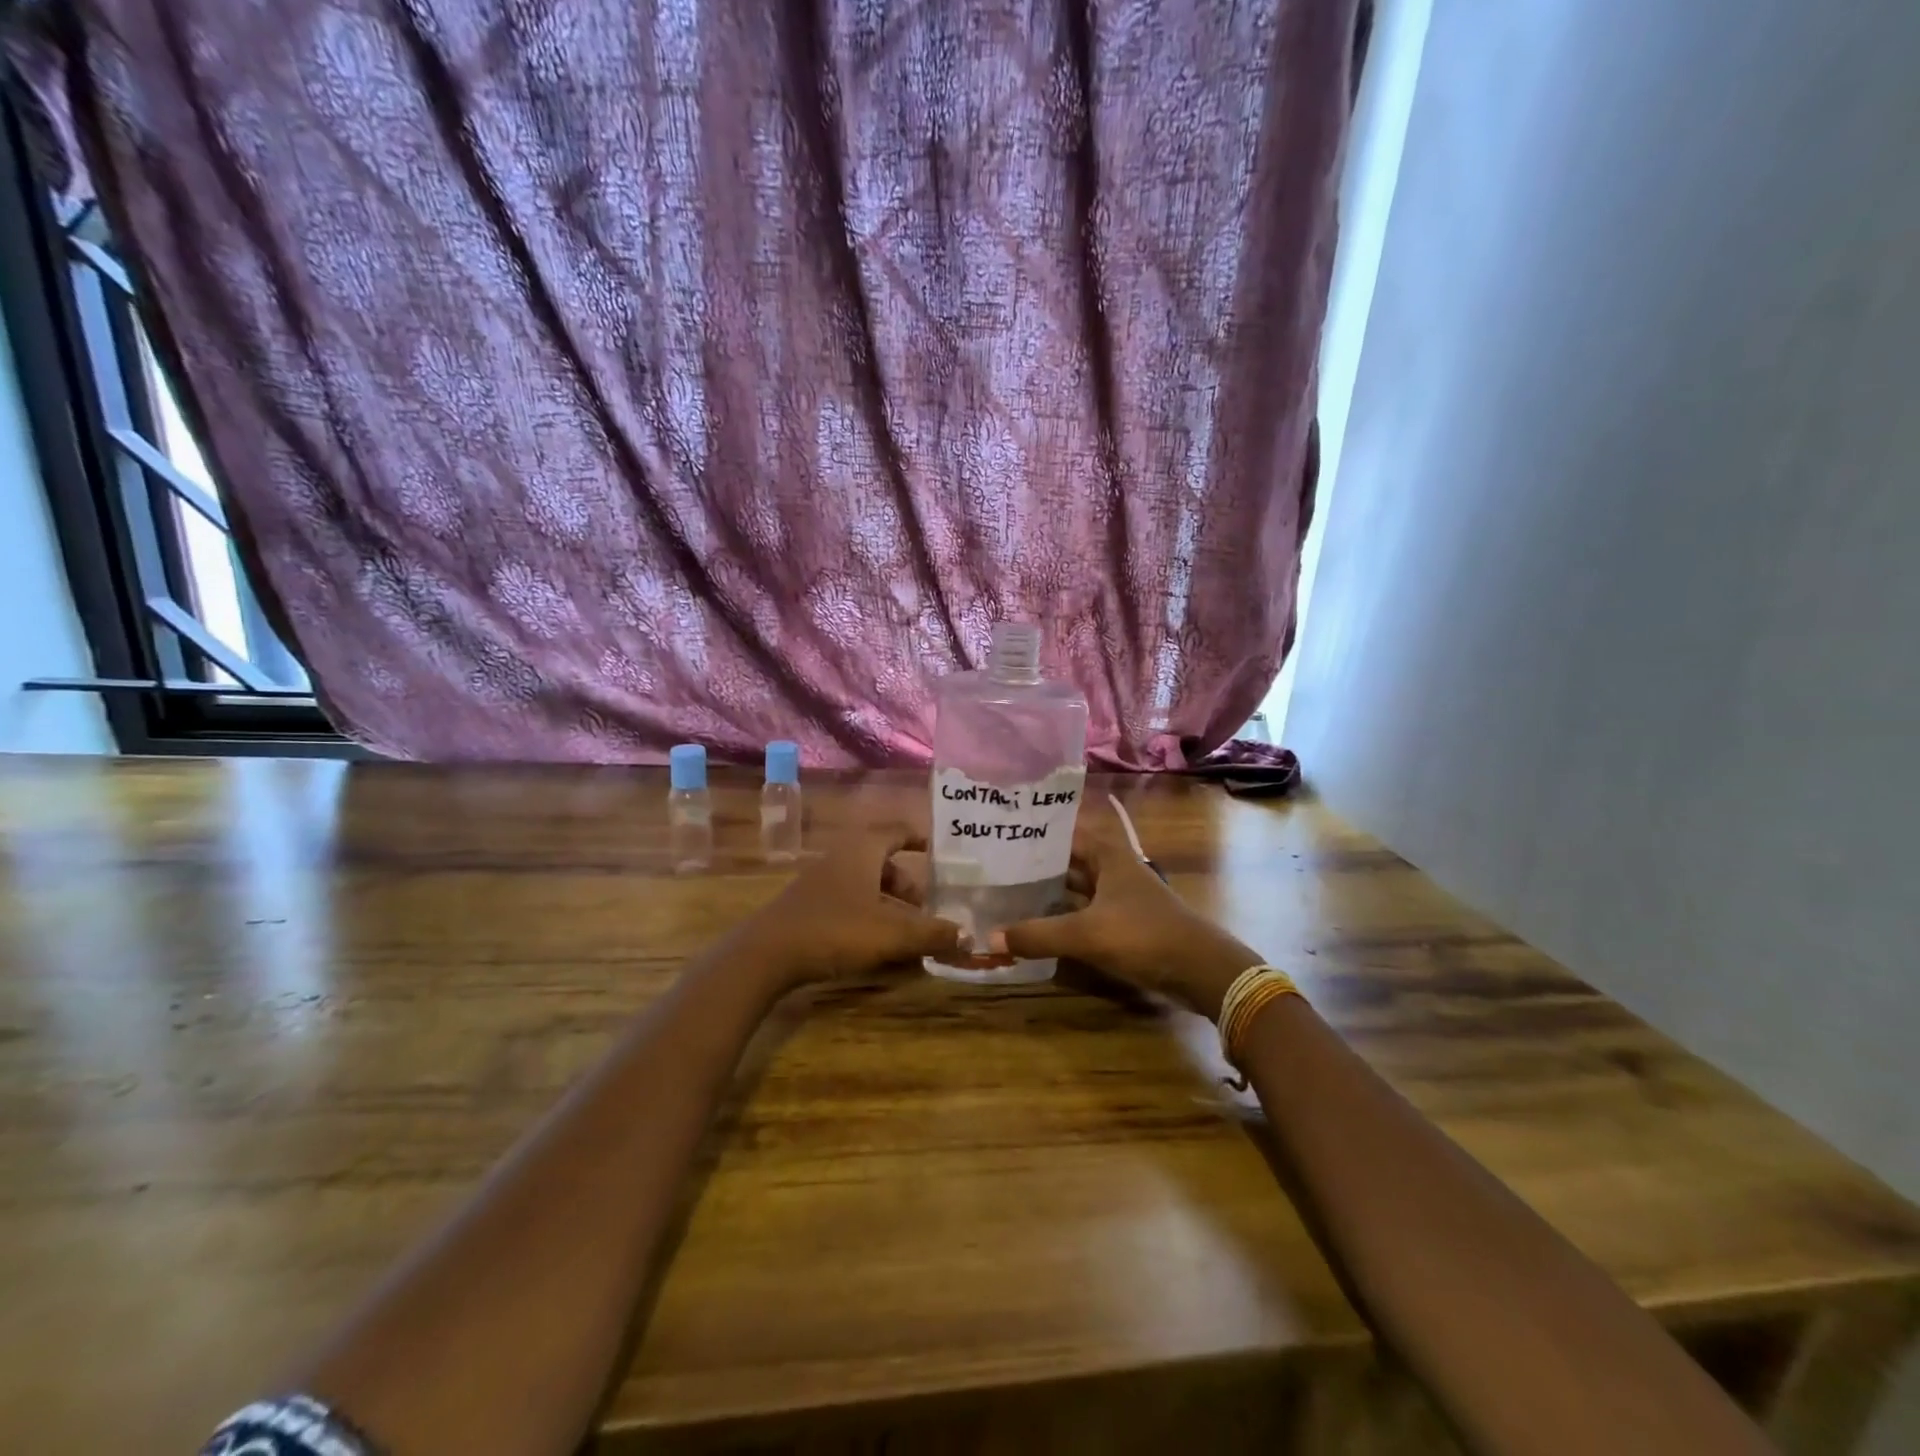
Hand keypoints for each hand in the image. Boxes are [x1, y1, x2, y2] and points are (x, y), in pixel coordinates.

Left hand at [731, 830, 961, 991]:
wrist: (766, 955)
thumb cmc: (835, 930)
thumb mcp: (891, 934)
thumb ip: (931, 934)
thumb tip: (967, 936)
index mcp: (863, 849)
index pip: (899, 831)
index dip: (922, 839)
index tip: (943, 852)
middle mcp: (842, 857)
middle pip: (885, 863)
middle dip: (910, 885)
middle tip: (930, 909)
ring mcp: (822, 881)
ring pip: (867, 885)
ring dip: (890, 904)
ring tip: (909, 932)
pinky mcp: (809, 906)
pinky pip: (850, 902)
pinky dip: (870, 915)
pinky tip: (878, 944)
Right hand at [997, 833, 1261, 1019]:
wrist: (1200, 969)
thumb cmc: (1144, 935)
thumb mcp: (1087, 934)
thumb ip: (1038, 935)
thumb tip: (990, 938)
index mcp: (1107, 854)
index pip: (1063, 833)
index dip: (1034, 833)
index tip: (1000, 835)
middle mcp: (1112, 868)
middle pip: (1066, 861)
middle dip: (1035, 865)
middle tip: (993, 868)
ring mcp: (1118, 896)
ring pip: (1074, 888)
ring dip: (1047, 893)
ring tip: (1006, 894)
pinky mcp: (1122, 922)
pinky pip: (1083, 912)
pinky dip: (1061, 916)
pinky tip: (1036, 925)